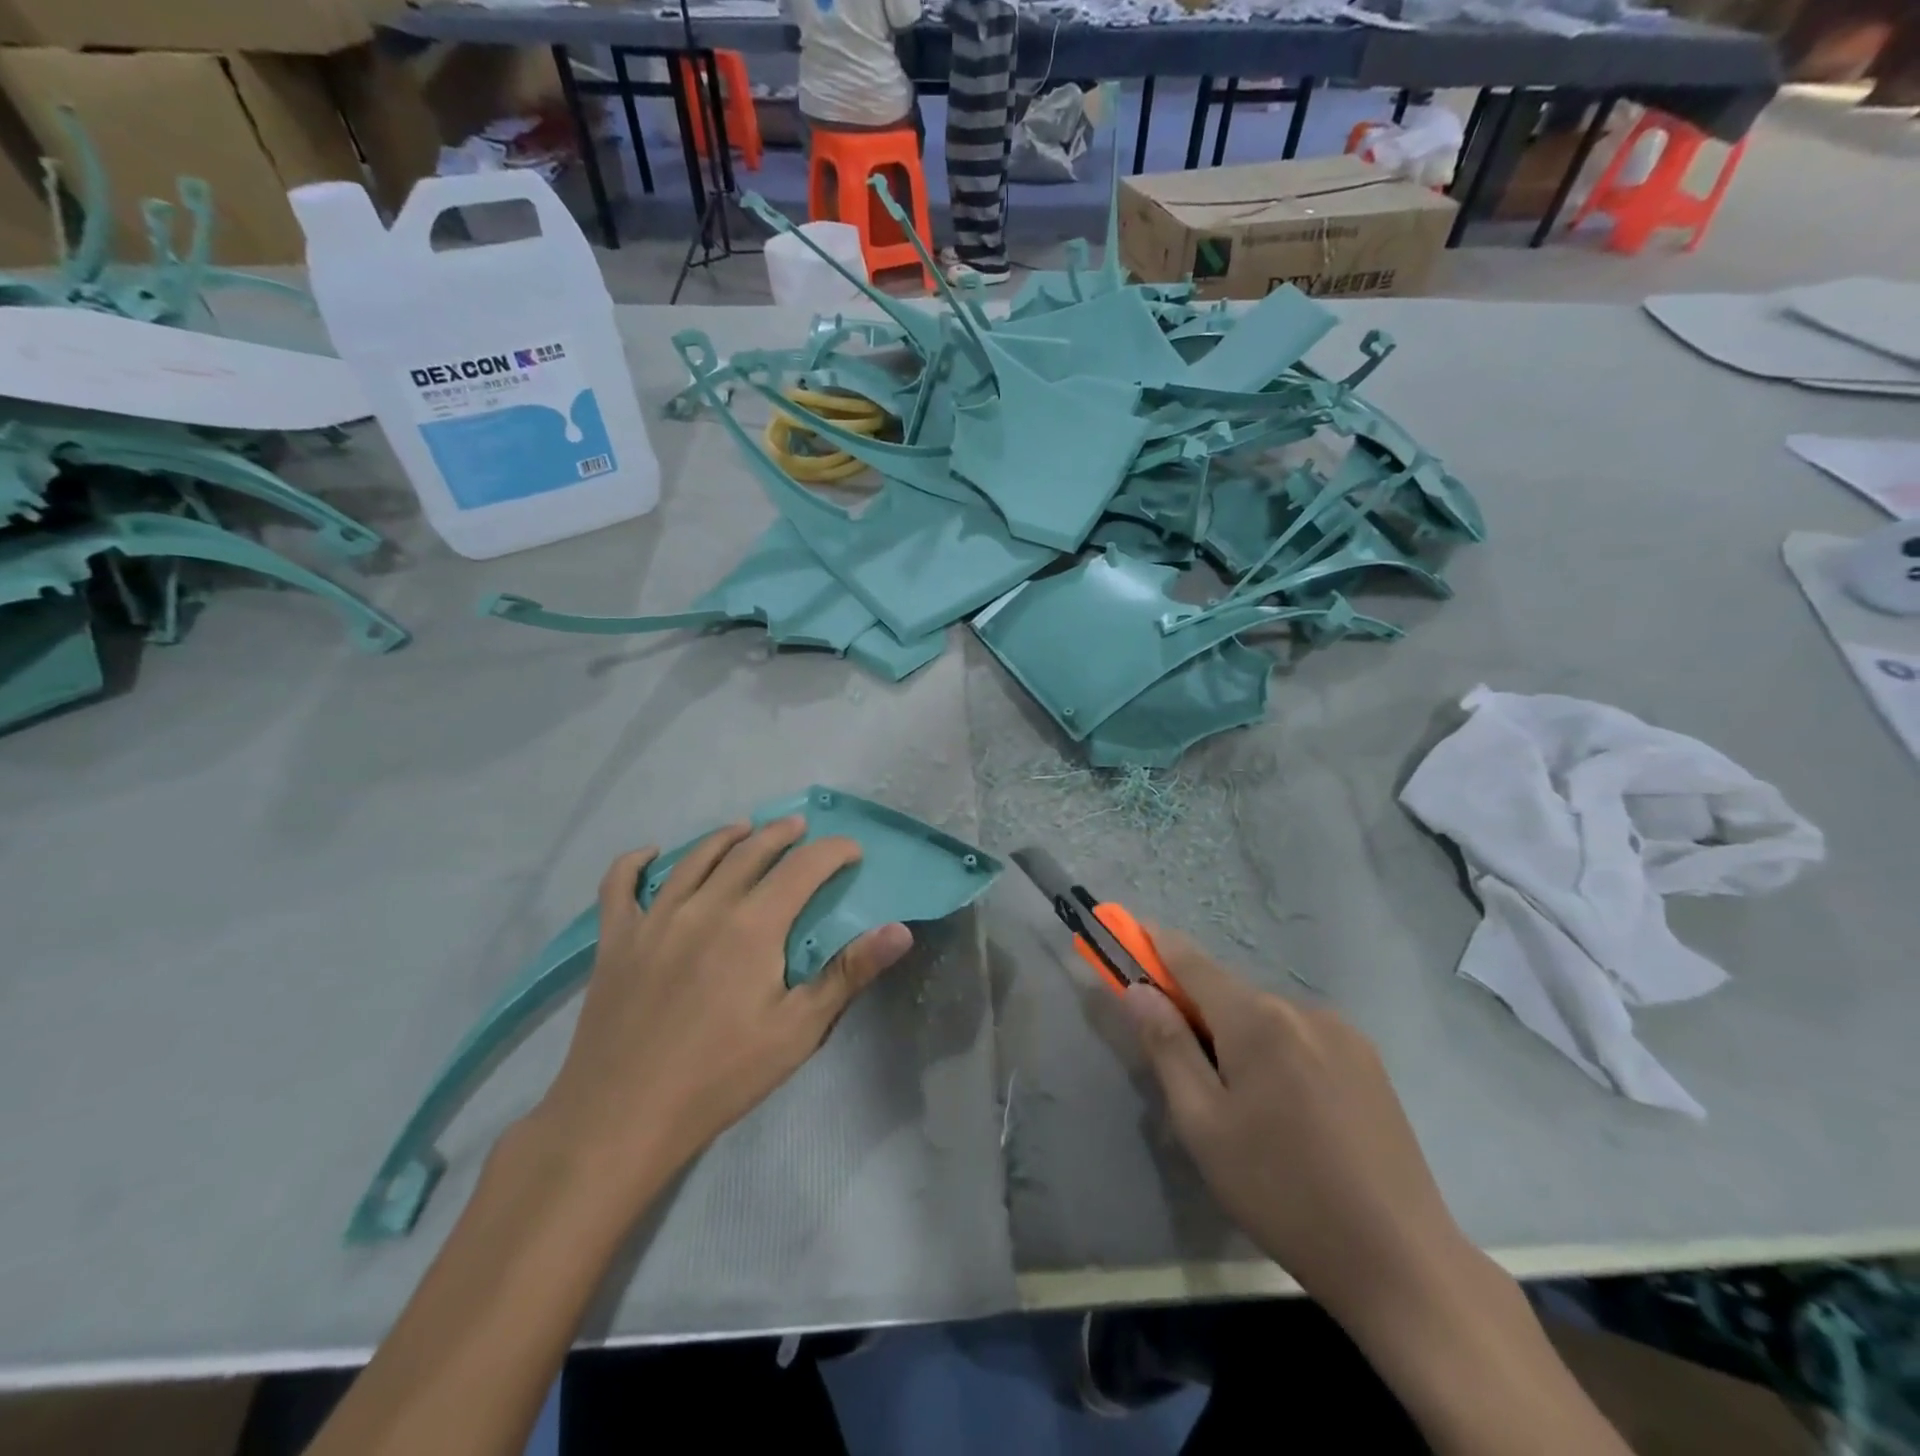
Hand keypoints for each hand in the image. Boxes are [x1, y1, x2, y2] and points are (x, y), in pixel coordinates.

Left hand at [531, 818, 913, 1218]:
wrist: (622, 1117)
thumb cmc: (721, 1075)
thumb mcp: (798, 1030)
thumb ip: (849, 972)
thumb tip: (900, 930)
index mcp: (753, 924)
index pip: (804, 867)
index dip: (833, 851)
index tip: (852, 851)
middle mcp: (705, 905)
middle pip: (750, 851)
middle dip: (782, 834)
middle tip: (800, 828)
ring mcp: (654, 918)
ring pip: (695, 857)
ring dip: (725, 837)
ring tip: (744, 828)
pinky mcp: (616, 939)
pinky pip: (620, 884)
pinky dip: (635, 861)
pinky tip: (651, 853)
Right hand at [1122, 928, 1465, 1320]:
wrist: (1400, 1260)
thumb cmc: (1281, 1192)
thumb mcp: (1203, 1125)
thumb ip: (1167, 1047)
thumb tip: (1138, 989)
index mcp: (1257, 1020)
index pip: (1191, 961)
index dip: (1155, 944)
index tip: (1130, 932)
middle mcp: (1300, 1008)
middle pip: (1229, 992)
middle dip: (1197, 1009)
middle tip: (1184, 1065)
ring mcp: (1342, 1032)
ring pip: (1266, 1016)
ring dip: (1240, 1034)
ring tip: (1244, 1102)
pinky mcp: (1368, 1060)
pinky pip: (1302, 1035)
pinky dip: (1277, 1049)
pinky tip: (1289, 1108)